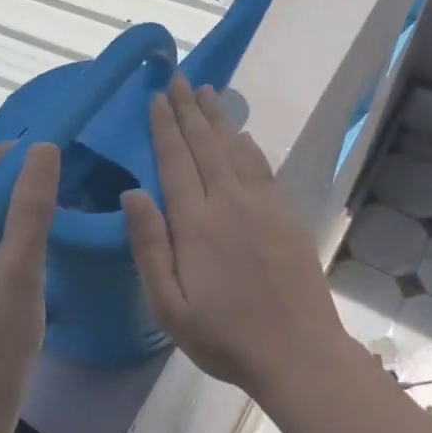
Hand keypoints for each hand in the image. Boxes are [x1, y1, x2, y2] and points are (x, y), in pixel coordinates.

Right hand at [123, 75, 347, 399]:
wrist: (299, 353)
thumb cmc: (225, 336)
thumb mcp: (170, 306)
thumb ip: (150, 246)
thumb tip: (132, 192)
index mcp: (197, 222)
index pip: (176, 161)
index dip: (165, 127)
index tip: (156, 98)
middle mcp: (230, 201)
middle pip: (206, 144)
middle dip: (190, 109)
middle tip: (180, 79)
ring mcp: (263, 205)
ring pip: (236, 148)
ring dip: (219, 119)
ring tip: (208, 92)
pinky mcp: (286, 214)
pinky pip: (262, 167)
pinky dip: (248, 145)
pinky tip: (242, 135)